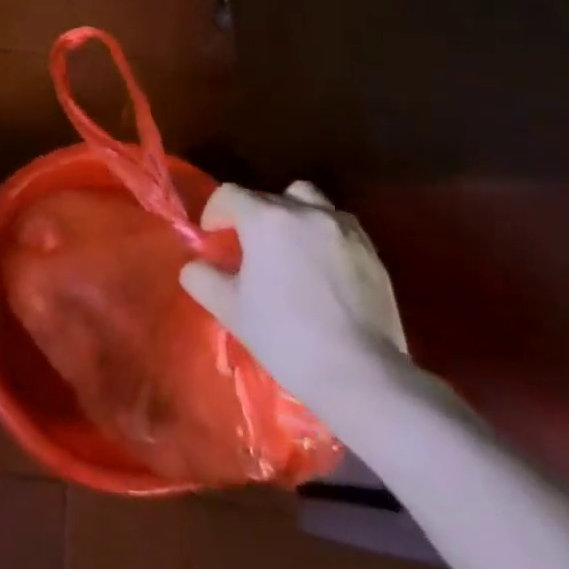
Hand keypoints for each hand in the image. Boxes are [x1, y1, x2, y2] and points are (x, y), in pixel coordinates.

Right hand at [179, 180, 408, 415]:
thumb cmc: (285, 335)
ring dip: (292, 214)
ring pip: (309, 200)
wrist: (360, 374)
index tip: (212, 238)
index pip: (230, 194)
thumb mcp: (229, 308)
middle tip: (247, 249)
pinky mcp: (372, 252)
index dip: (214, 213)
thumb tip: (196, 266)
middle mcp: (306, 212)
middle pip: (268, 196)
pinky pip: (338, 225)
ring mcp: (344, 229)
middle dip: (251, 215)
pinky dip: (322, 234)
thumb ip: (201, 278)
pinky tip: (321, 268)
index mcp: (267, 219)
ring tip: (289, 248)